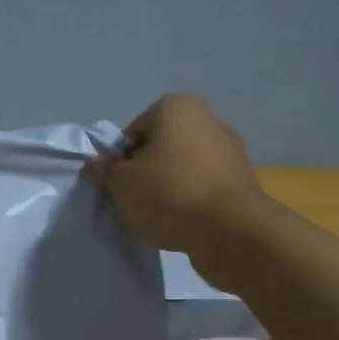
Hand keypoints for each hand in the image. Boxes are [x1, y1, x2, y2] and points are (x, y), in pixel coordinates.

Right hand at [85, 95, 267, 256]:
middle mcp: (208, 119)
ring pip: (182, 169)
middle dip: (146, 173)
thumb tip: (96, 164)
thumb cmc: (169, 193)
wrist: (231, 232)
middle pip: (159, 148)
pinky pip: (203, 187)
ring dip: (168, 189)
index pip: (133, 132)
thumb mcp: (121, 183)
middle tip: (135, 202)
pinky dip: (190, 201)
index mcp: (176, 107)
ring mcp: (230, 150)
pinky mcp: (242, 181)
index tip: (120, 185)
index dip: (120, 161)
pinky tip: (182, 224)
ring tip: (159, 217)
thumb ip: (105, 170)